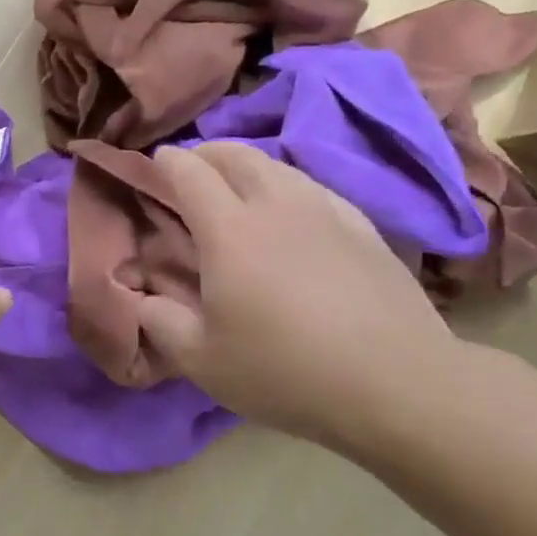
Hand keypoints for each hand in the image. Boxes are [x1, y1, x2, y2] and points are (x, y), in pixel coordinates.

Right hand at [137, 143, 461, 449]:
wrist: (396, 384)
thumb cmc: (284, 371)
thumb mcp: (201, 360)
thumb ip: (159, 322)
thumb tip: (140, 297)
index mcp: (229, 231)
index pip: (190, 173)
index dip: (168, 162)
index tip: (156, 162)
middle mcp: (275, 206)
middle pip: (237, 155)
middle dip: (207, 152)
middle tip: (191, 167)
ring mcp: (326, 211)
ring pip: (279, 166)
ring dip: (248, 164)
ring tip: (236, 183)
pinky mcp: (363, 227)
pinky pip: (315, 187)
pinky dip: (288, 185)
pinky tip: (292, 208)